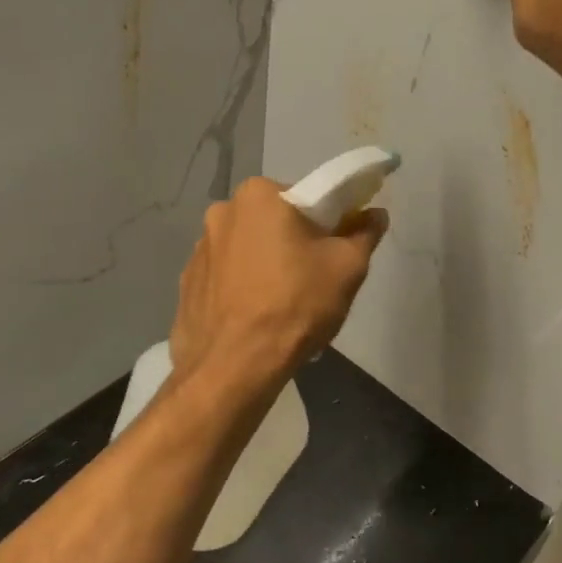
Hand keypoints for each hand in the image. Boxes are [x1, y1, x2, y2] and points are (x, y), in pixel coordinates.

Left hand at [168, 178, 387, 387]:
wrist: (234, 367)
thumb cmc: (295, 304)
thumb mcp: (347, 267)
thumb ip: (364, 233)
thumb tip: (374, 214)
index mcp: (258, 195)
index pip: (305, 198)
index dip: (327, 223)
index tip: (335, 250)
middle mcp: (221, 212)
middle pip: (273, 223)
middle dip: (292, 244)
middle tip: (313, 280)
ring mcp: (198, 250)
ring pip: (247, 250)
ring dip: (264, 266)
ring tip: (281, 306)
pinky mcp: (187, 285)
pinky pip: (225, 278)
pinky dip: (241, 289)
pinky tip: (255, 319)